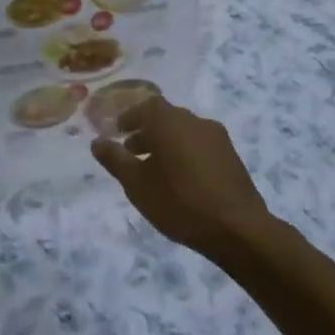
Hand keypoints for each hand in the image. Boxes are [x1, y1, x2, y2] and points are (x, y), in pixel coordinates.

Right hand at [90, 95, 271, 262]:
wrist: (237, 227)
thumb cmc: (179, 202)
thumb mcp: (136, 184)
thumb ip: (115, 159)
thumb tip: (97, 141)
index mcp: (170, 121)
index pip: (145, 106)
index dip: (129, 117)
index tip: (117, 132)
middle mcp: (195, 121)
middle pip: (166, 118)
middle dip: (146, 132)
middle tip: (131, 152)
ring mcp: (217, 137)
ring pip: (184, 132)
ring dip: (166, 143)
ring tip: (154, 170)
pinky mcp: (231, 156)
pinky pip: (200, 145)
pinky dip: (184, 153)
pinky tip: (180, 179)